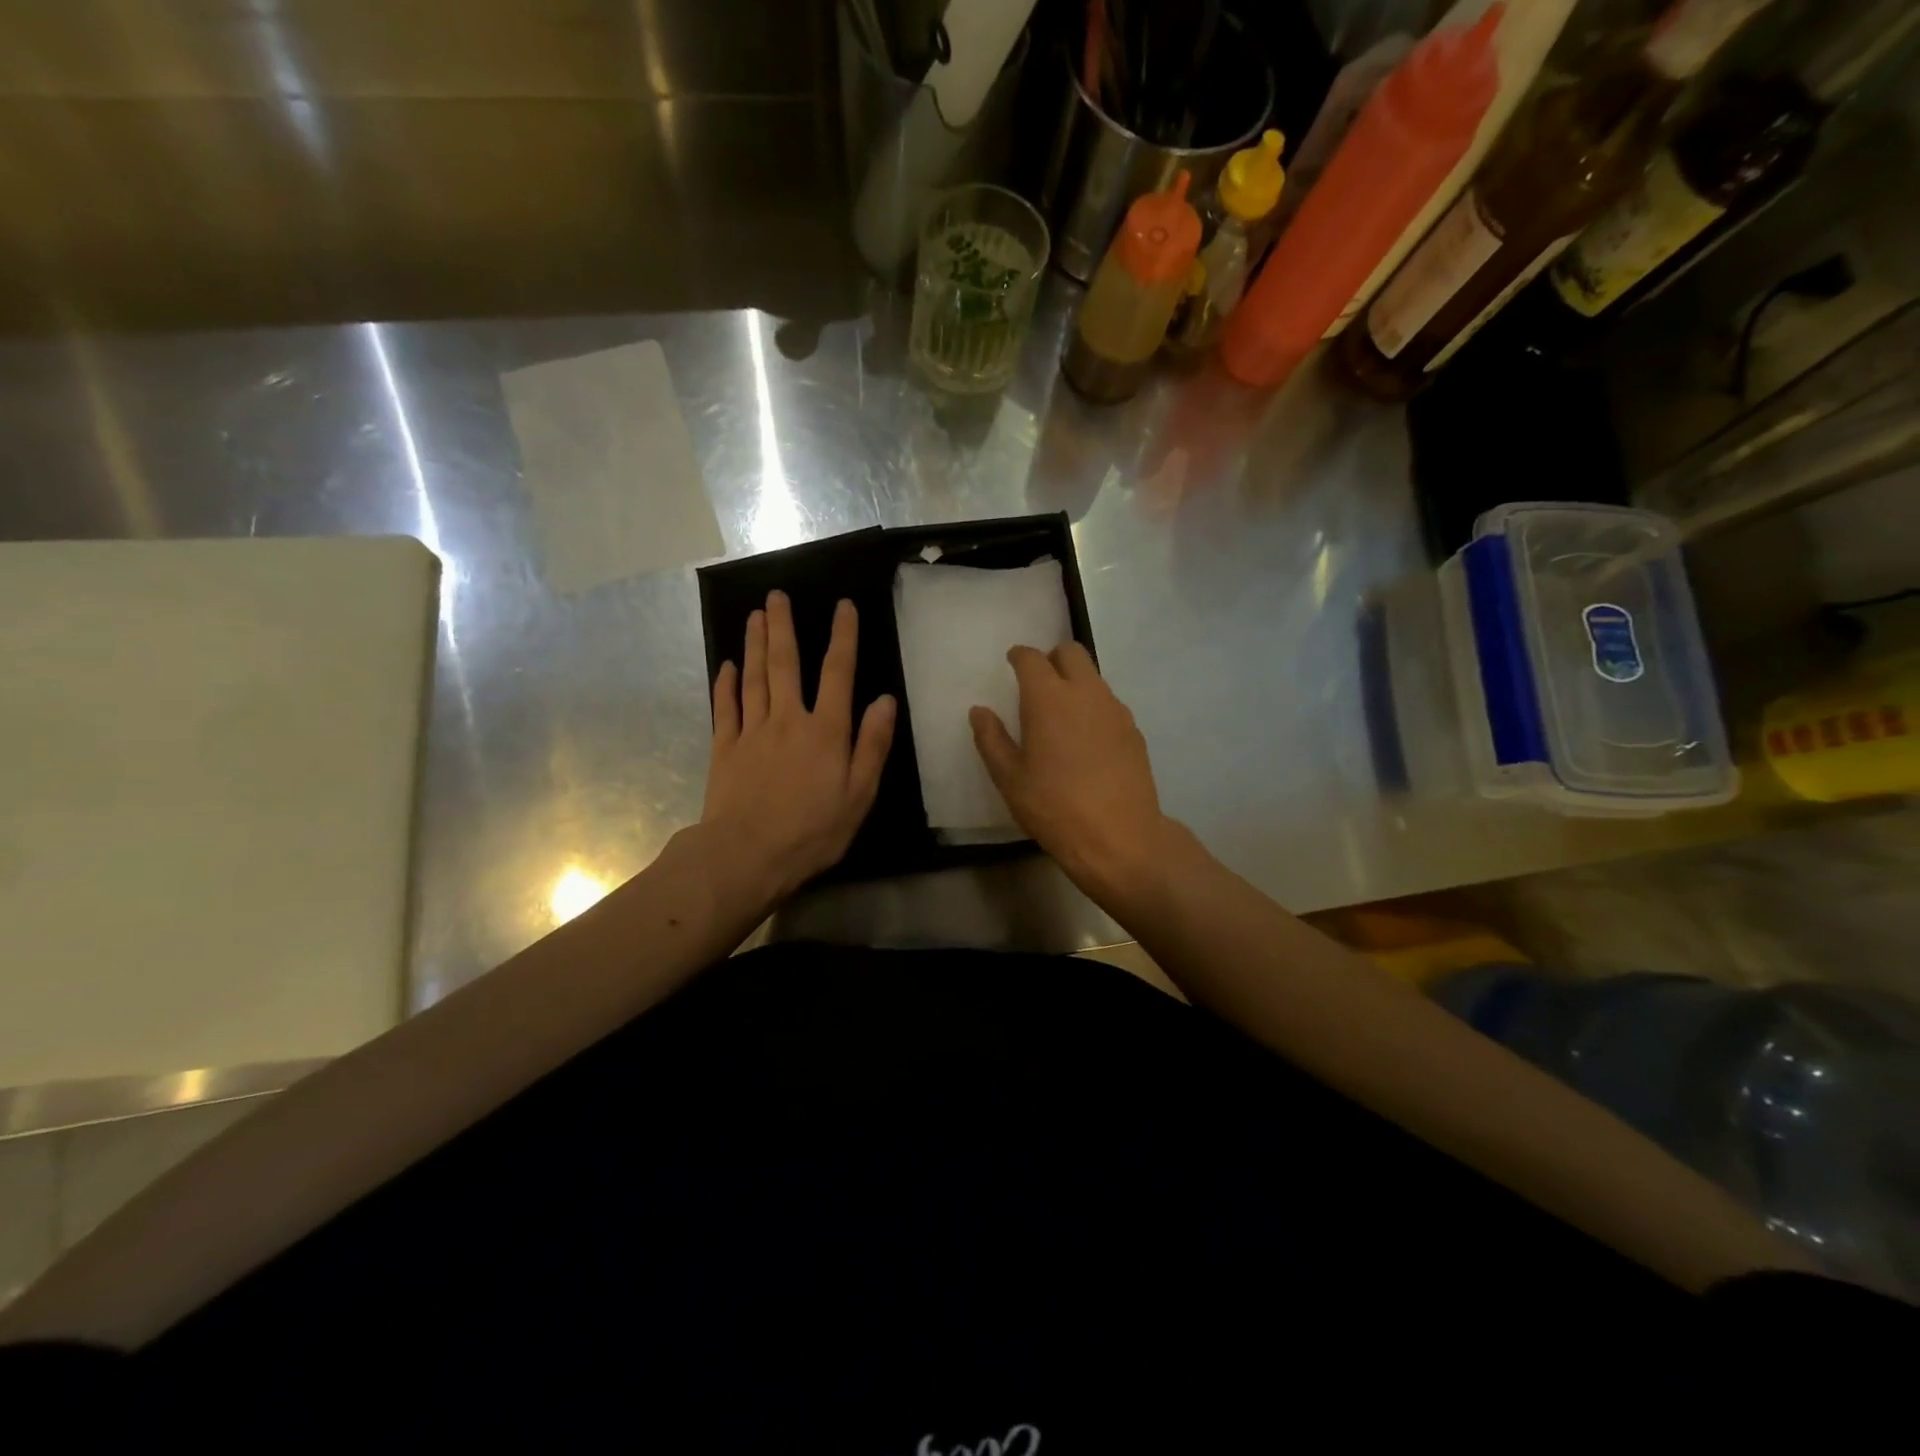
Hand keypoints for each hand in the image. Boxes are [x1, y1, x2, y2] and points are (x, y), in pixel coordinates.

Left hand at [702, 591, 895, 905]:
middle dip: (783, 627)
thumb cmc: (812, 831)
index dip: (843, 637)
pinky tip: (727, 665)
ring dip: (756, 644)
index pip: (838, 673)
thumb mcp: (859, 795)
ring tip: (755, 615)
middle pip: (785, 664)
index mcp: (826, 731)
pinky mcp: (724, 748)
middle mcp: (788, 720)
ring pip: (754, 677)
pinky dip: (726, 683)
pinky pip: (726, 707)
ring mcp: (752, 732)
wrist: (746, 856)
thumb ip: (873, 745)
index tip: (842, 605)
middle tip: (776, 595)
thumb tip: (885, 700)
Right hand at [970, 643, 1174, 906]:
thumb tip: (979, 711)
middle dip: (1052, 658)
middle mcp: (1085, 693)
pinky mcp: (1134, 730)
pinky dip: (1094, 708)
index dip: (1019, 656)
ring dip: (1075, 683)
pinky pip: (1109, 704)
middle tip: (1038, 683)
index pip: (1032, 658)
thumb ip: (991, 739)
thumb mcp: (1009, 778)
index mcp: (1048, 698)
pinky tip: (1086, 741)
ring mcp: (1115, 710)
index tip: (1012, 663)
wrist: (1119, 836)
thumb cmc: (1054, 807)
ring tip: (1061, 716)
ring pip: (1094, 677)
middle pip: (1071, 652)